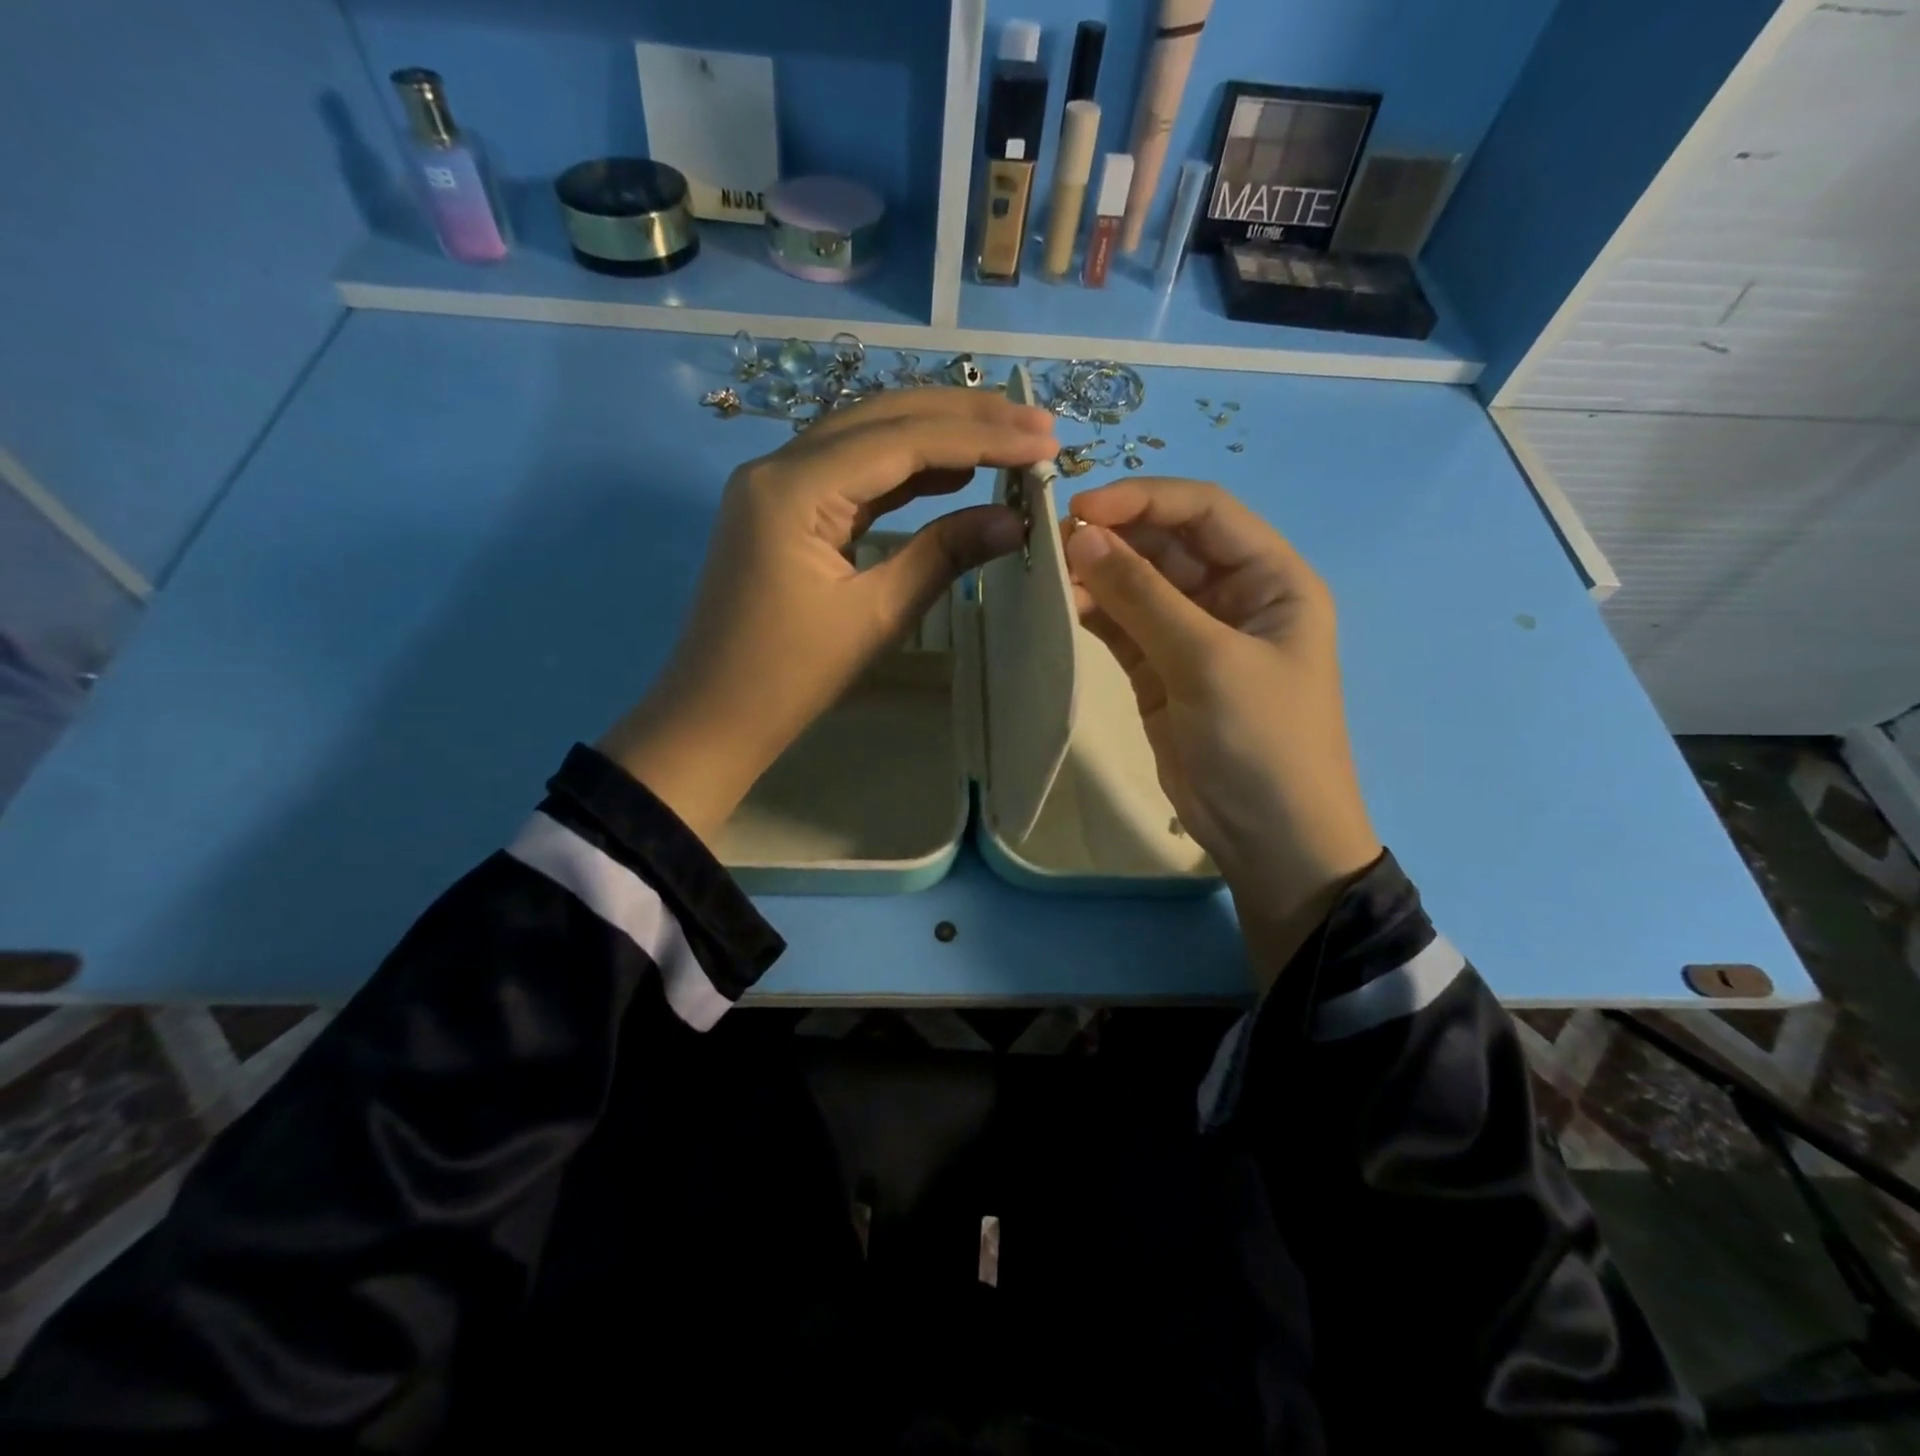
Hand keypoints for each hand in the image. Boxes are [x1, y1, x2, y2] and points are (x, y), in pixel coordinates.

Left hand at [604, 388, 1057, 840]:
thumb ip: (944, 555)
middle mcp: (779, 466)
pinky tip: (950, 472)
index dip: (979, 438)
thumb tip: (1017, 520)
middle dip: (963, 416)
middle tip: (1034, 422)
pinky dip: (904, 468)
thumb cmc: (790, 677)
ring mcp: (776, 484)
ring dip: (936, 434)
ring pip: (867, 437)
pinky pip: (851, 472)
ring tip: (1005, 437)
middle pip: (883, 416)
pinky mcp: (783, 509)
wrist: (714, 716)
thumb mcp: (876, 616)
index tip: (1043, 441)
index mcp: (794, 488)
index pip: (902, 440)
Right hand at [1063, 479, 1380, 983]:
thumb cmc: (1262, 742)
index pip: (1205, 512)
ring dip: (1097, 573)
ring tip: (1047, 570)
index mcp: (1271, 578)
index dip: (1145, 499)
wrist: (1269, 838)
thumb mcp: (1208, 662)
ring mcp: (1193, 634)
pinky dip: (1094, 611)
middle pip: (1167, 544)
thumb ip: (1143, 597)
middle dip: (1113, 536)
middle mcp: (1233, 595)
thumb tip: (1081, 537)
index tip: (1082, 508)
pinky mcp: (1160, 669)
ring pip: (1138, 583)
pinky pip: (1123, 625)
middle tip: (1050, 540)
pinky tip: (1061, 603)